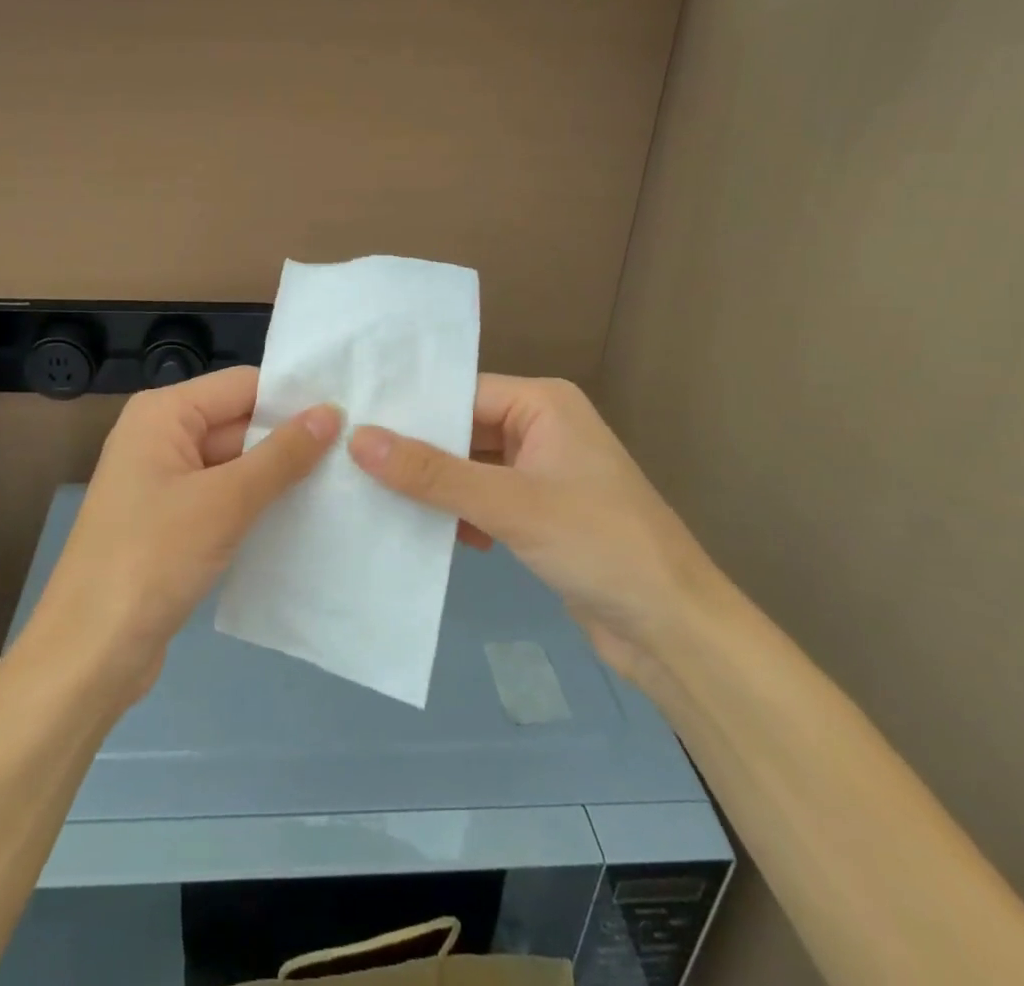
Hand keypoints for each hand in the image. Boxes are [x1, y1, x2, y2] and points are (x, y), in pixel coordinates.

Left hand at [23, 367, 340, 705]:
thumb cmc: (152, 559)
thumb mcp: (225, 502)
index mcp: (163, 413)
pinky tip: (305, 517)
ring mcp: (165, 481)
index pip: (242, 385)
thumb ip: (281, 455)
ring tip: (345, 481)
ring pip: (235, 463)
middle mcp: (161, 436)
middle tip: (357, 451)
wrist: (89, 654)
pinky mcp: (172, 521)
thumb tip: (331, 411)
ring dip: (279, 475)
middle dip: (291, 438)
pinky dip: (258, 504)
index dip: (293, 397)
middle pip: (239, 421)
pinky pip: (224, 497)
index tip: (351, 411)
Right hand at [348, 376, 712, 676]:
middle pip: (463, 430)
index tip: (350, 423)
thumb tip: (358, 438)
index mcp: (543, 403)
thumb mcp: (509, 504)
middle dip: (416, 452)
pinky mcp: (539, 514)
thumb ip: (432, 473)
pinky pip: (484, 500)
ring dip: (434, 487)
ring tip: (370, 496)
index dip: (409, 410)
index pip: (461, 393)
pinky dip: (457, 514)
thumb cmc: (598, 544)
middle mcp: (541, 427)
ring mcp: (541, 473)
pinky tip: (422, 534)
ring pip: (470, 468)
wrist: (674, 630)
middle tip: (349, 461)